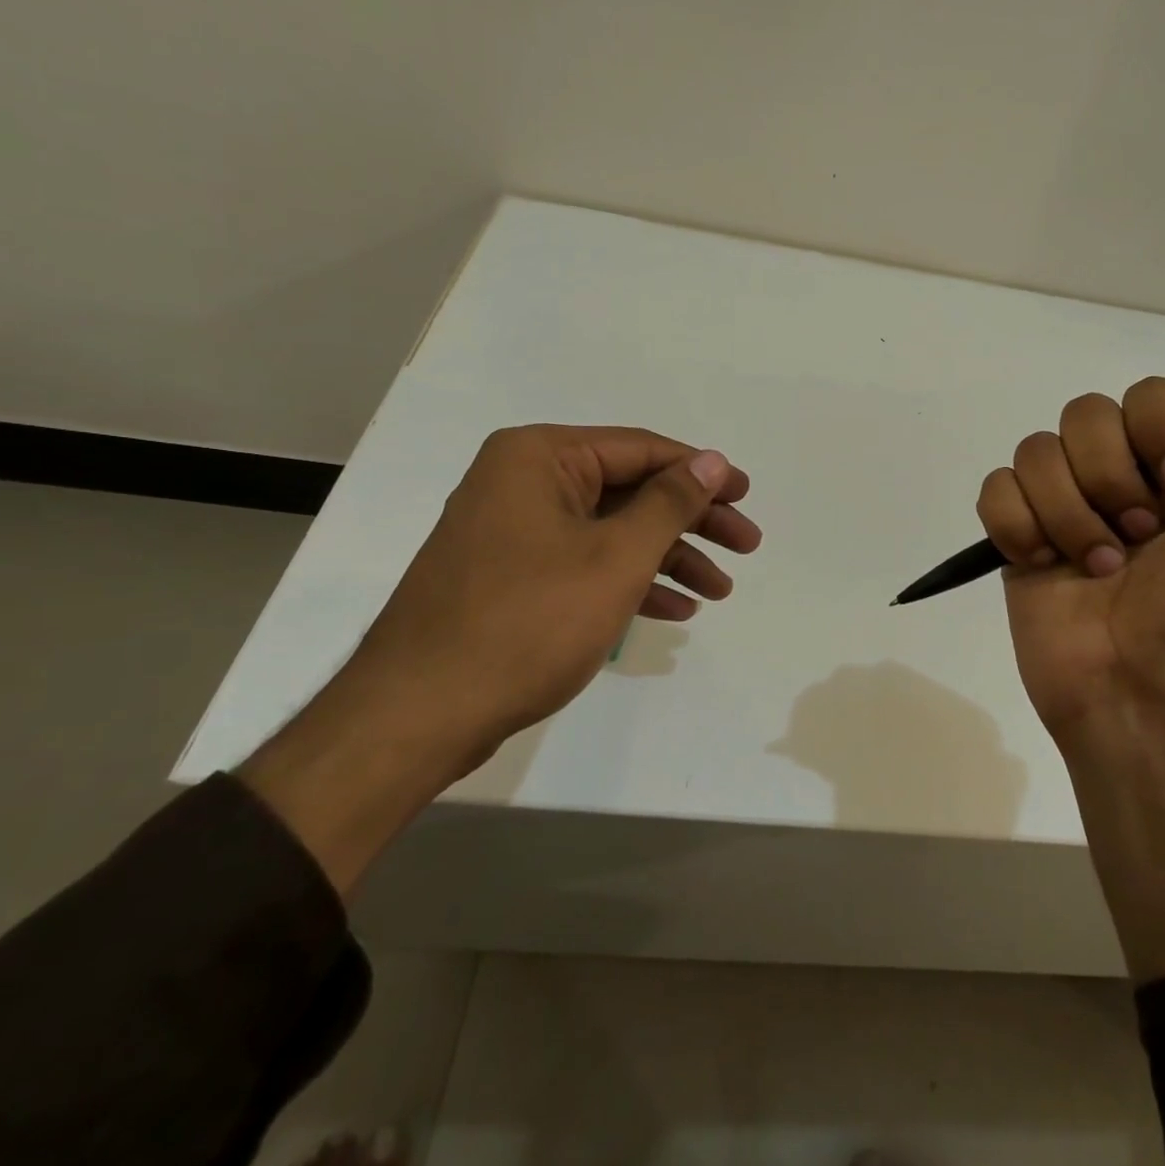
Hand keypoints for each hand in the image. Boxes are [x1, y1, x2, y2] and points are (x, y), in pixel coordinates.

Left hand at [240, 425, 759, 893]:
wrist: (418, 715)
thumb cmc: (528, 621)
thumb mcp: (615, 557)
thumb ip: (671, 502)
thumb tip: (713, 461)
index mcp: (540, 457)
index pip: (641, 450)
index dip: (702, 473)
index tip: (746, 497)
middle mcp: (522, 481)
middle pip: (629, 490)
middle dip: (692, 522)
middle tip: (746, 547)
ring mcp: (513, 530)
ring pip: (610, 530)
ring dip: (667, 558)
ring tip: (718, 591)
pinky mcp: (510, 575)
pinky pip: (583, 562)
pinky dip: (628, 582)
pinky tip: (673, 609)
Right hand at [977, 380, 1164, 740]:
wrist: (1159, 701)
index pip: (1152, 395)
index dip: (1158, 428)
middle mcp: (1123, 481)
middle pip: (1085, 414)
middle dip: (1110, 476)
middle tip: (1139, 538)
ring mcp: (1065, 511)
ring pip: (1036, 450)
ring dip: (1068, 511)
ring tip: (1095, 568)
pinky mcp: (1020, 542)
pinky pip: (995, 490)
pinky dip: (1016, 522)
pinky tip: (1043, 564)